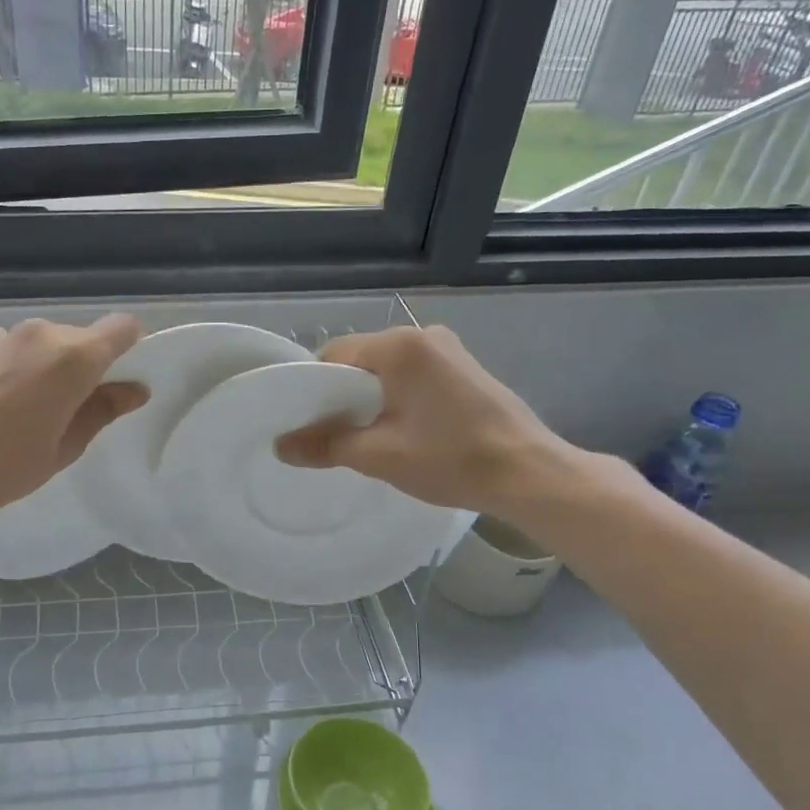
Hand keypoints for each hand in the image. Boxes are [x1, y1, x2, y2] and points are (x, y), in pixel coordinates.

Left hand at [0, 315, 146, 526]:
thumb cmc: (3, 465)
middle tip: (64, 412)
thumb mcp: (64, 448)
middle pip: (78, 339)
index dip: (128, 348)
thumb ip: (102, 411)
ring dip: (43, 368)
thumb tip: (136, 389)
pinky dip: (10, 369)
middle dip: (81, 367)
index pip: (122, 328)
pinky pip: (7, 350)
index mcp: (73, 357)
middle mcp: (39, 334)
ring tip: (20, 412)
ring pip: (40, 345)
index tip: (116, 380)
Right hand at [275, 325, 578, 516]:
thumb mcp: (379, 456)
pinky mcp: (465, 368)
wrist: (529, 473)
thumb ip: (325, 445)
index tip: (307, 423)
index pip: (334, 355)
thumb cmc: (450, 459)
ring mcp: (449, 350)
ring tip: (366, 437)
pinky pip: (413, 375)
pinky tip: (402, 430)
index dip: (313, 388)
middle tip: (333, 436)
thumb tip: (281, 445)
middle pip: (361, 359)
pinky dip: (398, 397)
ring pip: (387, 369)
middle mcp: (423, 335)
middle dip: (342, 395)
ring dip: (371, 398)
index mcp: (399, 347)